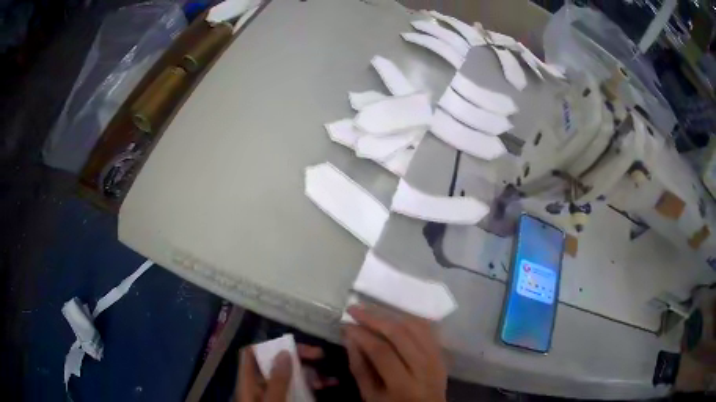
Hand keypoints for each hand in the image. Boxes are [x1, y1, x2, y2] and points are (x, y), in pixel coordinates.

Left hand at [235, 343, 337, 401]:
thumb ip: (277, 380)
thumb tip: (284, 352)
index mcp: (249, 382)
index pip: (251, 354)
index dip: (268, 346)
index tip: (292, 346)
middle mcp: (260, 386)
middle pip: (275, 364)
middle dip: (298, 359)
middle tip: (320, 356)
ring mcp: (273, 396)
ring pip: (290, 378)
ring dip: (309, 375)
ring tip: (330, 379)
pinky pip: (297, 392)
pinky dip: (311, 388)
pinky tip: (326, 388)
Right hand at [343, 305, 446, 401]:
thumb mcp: (370, 396)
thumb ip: (359, 368)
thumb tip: (350, 337)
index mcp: (404, 386)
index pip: (382, 352)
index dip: (362, 335)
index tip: (345, 324)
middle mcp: (425, 369)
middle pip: (401, 335)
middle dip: (374, 318)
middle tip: (354, 308)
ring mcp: (437, 359)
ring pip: (416, 326)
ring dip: (391, 314)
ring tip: (370, 308)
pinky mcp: (442, 353)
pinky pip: (427, 329)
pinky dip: (409, 318)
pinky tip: (393, 314)